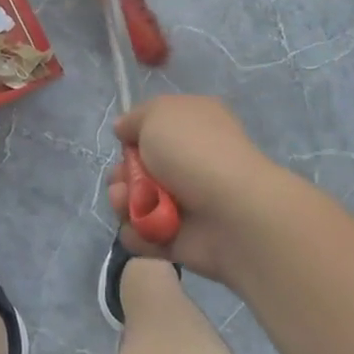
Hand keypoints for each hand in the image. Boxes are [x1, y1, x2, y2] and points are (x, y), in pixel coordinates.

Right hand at [107, 95, 282, 284]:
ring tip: (127, 204)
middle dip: (121, 174)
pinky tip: (140, 228)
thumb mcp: (158, 114)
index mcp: (193, 126)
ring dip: (123, 202)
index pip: (156, 128)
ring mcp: (187, 203)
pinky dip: (137, 234)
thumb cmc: (194, 151)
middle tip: (122, 179)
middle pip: (140, 168)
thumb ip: (135, 119)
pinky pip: (146, 236)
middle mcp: (191, 162)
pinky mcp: (181, 240)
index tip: (126, 141)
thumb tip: (123, 129)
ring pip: (137, 202)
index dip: (135, 135)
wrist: (231, 212)